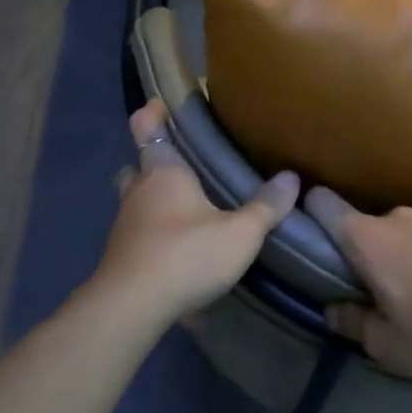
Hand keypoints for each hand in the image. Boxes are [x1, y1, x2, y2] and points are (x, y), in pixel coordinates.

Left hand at [88, 100, 298, 320]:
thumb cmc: (186, 255)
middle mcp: (138, 191)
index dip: (152, 114)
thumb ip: (266, 207)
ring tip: (183, 206)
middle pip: (138, 165)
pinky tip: (174, 244)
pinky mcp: (120, 255)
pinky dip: (151, 229)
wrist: (131, 307)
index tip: (161, 105)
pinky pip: (136, 230)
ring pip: (135, 199)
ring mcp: (124, 224)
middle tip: (182, 165)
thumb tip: (292, 177)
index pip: (147, 128)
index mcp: (163, 172)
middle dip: (153, 162)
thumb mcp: (239, 233)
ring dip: (152, 198)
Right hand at [305, 191, 411, 381]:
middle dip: (375, 253)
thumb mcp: (385, 345)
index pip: (325, 206)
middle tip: (386, 290)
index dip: (313, 211)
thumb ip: (353, 323)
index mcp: (368, 239)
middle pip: (374, 228)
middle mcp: (400, 217)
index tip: (313, 229)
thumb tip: (334, 310)